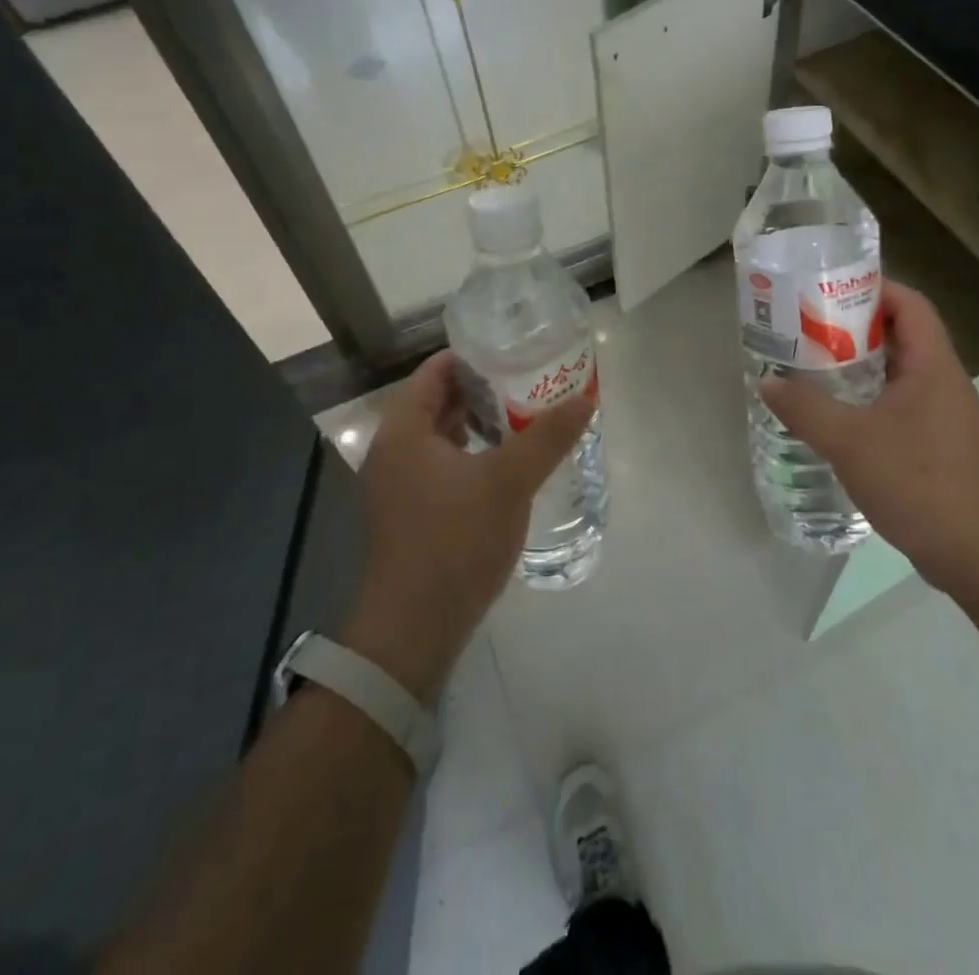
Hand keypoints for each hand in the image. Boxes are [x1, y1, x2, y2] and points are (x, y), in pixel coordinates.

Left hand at [341, 351, 593, 702]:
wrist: (414, 629)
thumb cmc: (454, 541)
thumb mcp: (508, 482)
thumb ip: (547, 438)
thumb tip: (584, 400)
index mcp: (404, 430)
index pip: (435, 371)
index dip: (474, 356)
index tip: (515, 349)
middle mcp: (394, 450)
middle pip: (439, 401)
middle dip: (484, 388)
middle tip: (531, 378)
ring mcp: (400, 484)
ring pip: (443, 435)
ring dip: (481, 422)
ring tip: (527, 414)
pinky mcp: (413, 512)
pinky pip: (445, 464)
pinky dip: (474, 453)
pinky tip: (509, 461)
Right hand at [758, 281, 978, 594]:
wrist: (974, 552)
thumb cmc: (916, 481)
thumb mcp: (849, 440)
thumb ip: (804, 408)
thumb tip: (766, 381)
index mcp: (932, 365)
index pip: (909, 304)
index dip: (873, 288)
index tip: (827, 290)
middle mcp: (941, 380)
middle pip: (899, 334)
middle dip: (852, 326)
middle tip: (806, 327)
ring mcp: (940, 413)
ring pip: (895, 371)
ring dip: (856, 364)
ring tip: (810, 364)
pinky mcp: (934, 442)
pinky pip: (896, 402)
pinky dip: (865, 396)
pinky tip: (832, 413)